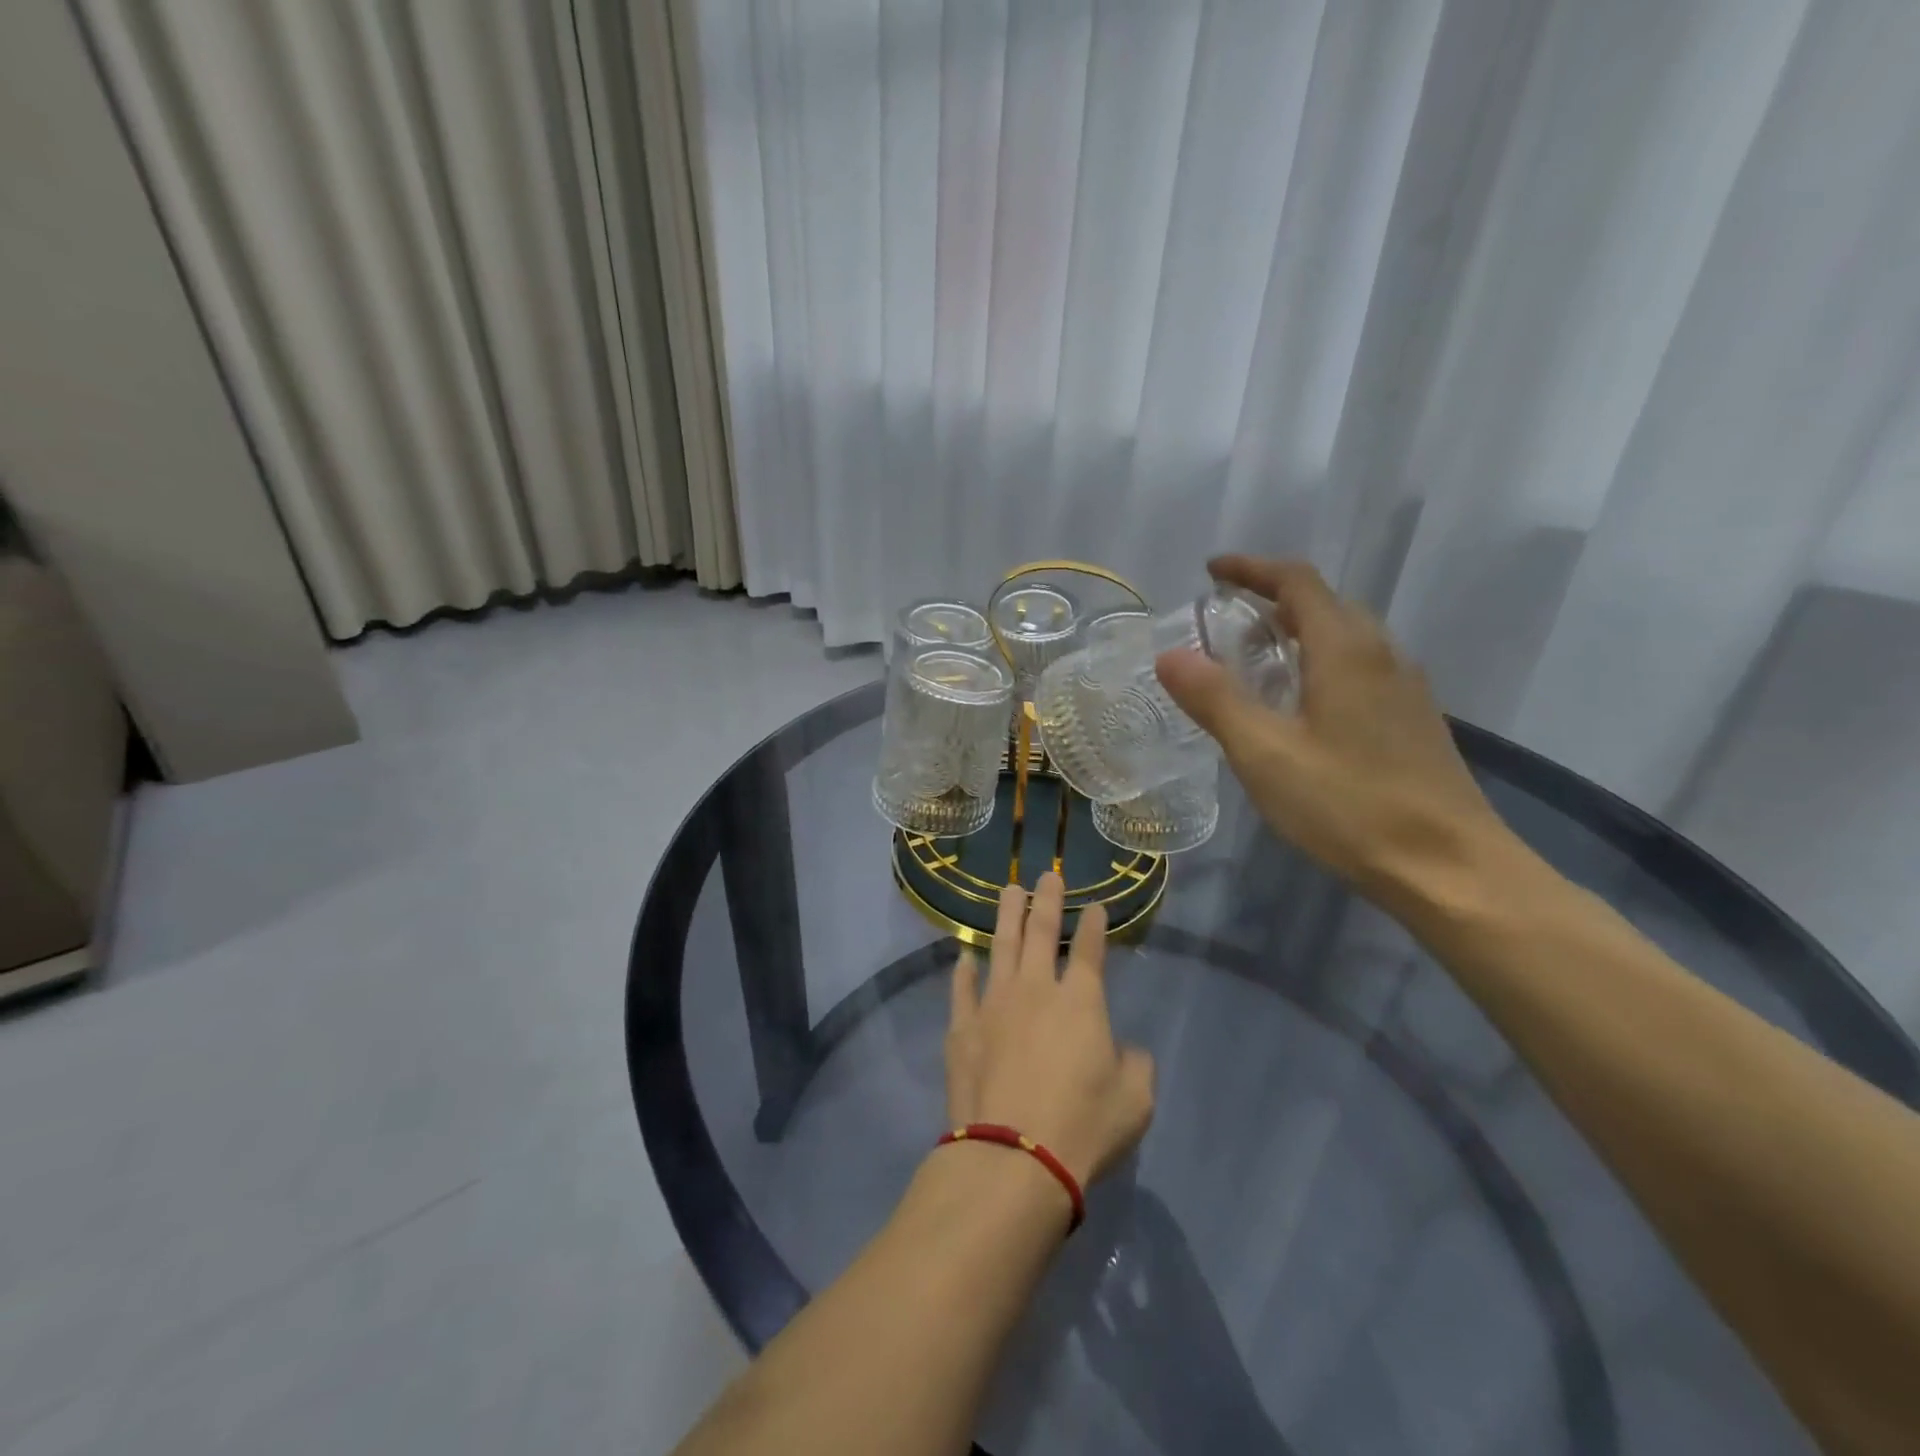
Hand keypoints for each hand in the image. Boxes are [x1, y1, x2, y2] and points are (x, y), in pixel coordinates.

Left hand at [944, 873, 1154, 1189]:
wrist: (1012, 1157)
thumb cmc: (1082, 1128)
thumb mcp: (1134, 1102)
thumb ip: (1135, 1065)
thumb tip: (1125, 1050)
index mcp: (1080, 1002)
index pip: (1089, 950)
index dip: (1093, 925)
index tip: (1094, 905)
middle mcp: (1035, 990)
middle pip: (1040, 933)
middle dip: (1046, 901)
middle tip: (1046, 876)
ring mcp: (993, 1005)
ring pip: (1000, 947)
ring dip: (1006, 916)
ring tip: (1009, 891)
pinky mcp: (963, 1028)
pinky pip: (961, 989)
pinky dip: (963, 970)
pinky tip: (963, 956)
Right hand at [1155, 556, 1520, 907]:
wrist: (1451, 869)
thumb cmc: (1350, 805)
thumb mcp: (1265, 754)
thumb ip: (1215, 700)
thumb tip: (1170, 654)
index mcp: (1345, 650)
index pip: (1298, 582)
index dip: (1252, 569)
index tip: (1212, 572)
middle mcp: (1382, 655)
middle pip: (1325, 603)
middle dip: (1273, 598)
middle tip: (1225, 619)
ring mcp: (1405, 689)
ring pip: (1346, 637)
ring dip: (1298, 630)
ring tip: (1256, 657)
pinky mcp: (1413, 721)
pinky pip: (1360, 668)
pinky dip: (1320, 662)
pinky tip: (1301, 705)